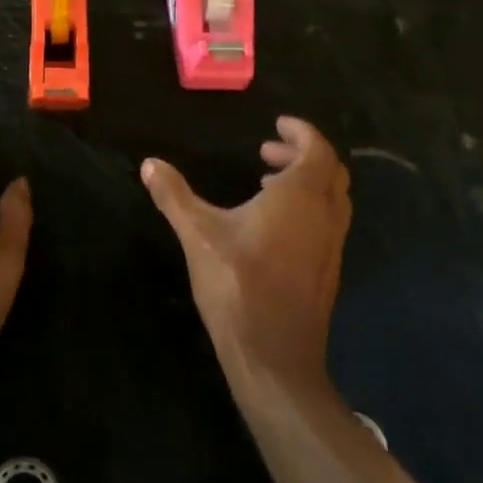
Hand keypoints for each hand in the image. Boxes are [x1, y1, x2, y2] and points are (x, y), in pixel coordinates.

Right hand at [142, 117, 350, 394]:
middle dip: (302, 154)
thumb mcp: (198, 234)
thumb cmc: (238, 285)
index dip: (301, 132)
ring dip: (307, 182)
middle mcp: (325, 215)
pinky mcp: (328, 271)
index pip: (317, 149)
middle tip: (267, 151)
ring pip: (333, 198)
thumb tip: (149, 163)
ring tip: (267, 183)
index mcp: (301, 196)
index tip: (277, 125)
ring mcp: (332, 246)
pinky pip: (328, 223)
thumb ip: (174, 195)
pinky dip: (309, 208)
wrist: (275, 357)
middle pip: (330, 170)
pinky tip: (273, 226)